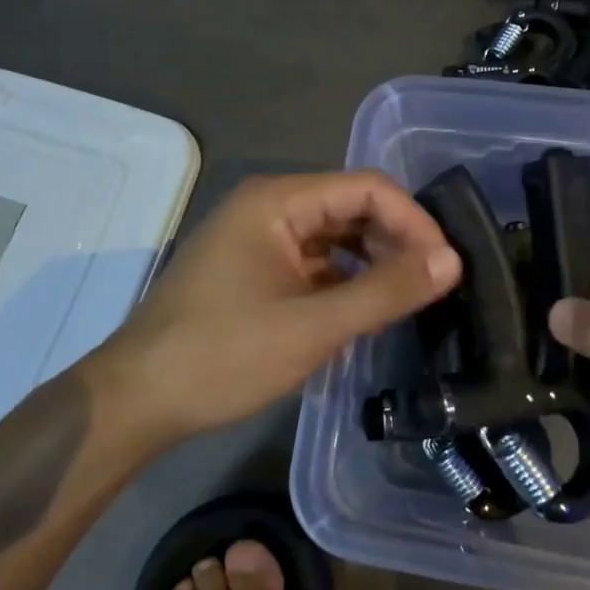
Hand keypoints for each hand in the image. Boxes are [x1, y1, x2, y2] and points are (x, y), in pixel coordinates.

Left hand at [85, 171, 460, 445]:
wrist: (138, 400)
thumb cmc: (222, 355)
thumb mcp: (313, 326)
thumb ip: (385, 290)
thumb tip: (451, 261)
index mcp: (278, 201)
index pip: (367, 188)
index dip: (414, 221)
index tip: (446, 266)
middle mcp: (269, 208)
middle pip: (351, 208)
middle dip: (397, 241)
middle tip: (434, 285)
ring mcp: (258, 240)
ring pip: (334, 238)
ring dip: (373, 262)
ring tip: (410, 298)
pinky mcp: (254, 272)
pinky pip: (314, 264)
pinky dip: (345, 281)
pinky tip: (368, 310)